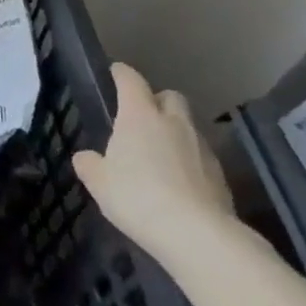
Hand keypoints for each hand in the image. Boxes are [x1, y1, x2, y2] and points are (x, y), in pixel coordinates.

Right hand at [73, 63, 232, 239]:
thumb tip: (85, 157)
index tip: (115, 72)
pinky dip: (188, 159)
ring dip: (174, 131)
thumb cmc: (137, 197)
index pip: (131, 81)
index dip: (122, 74)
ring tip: (160, 153)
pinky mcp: (219, 172)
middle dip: (157, 100)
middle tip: (142, 117)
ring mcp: (201, 146)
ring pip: (187, 125)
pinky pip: (200, 154)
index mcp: (140, 116)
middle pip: (169, 97)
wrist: (196, 233)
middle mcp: (173, 122)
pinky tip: (178, 181)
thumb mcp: (99, 183)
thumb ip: (90, 165)